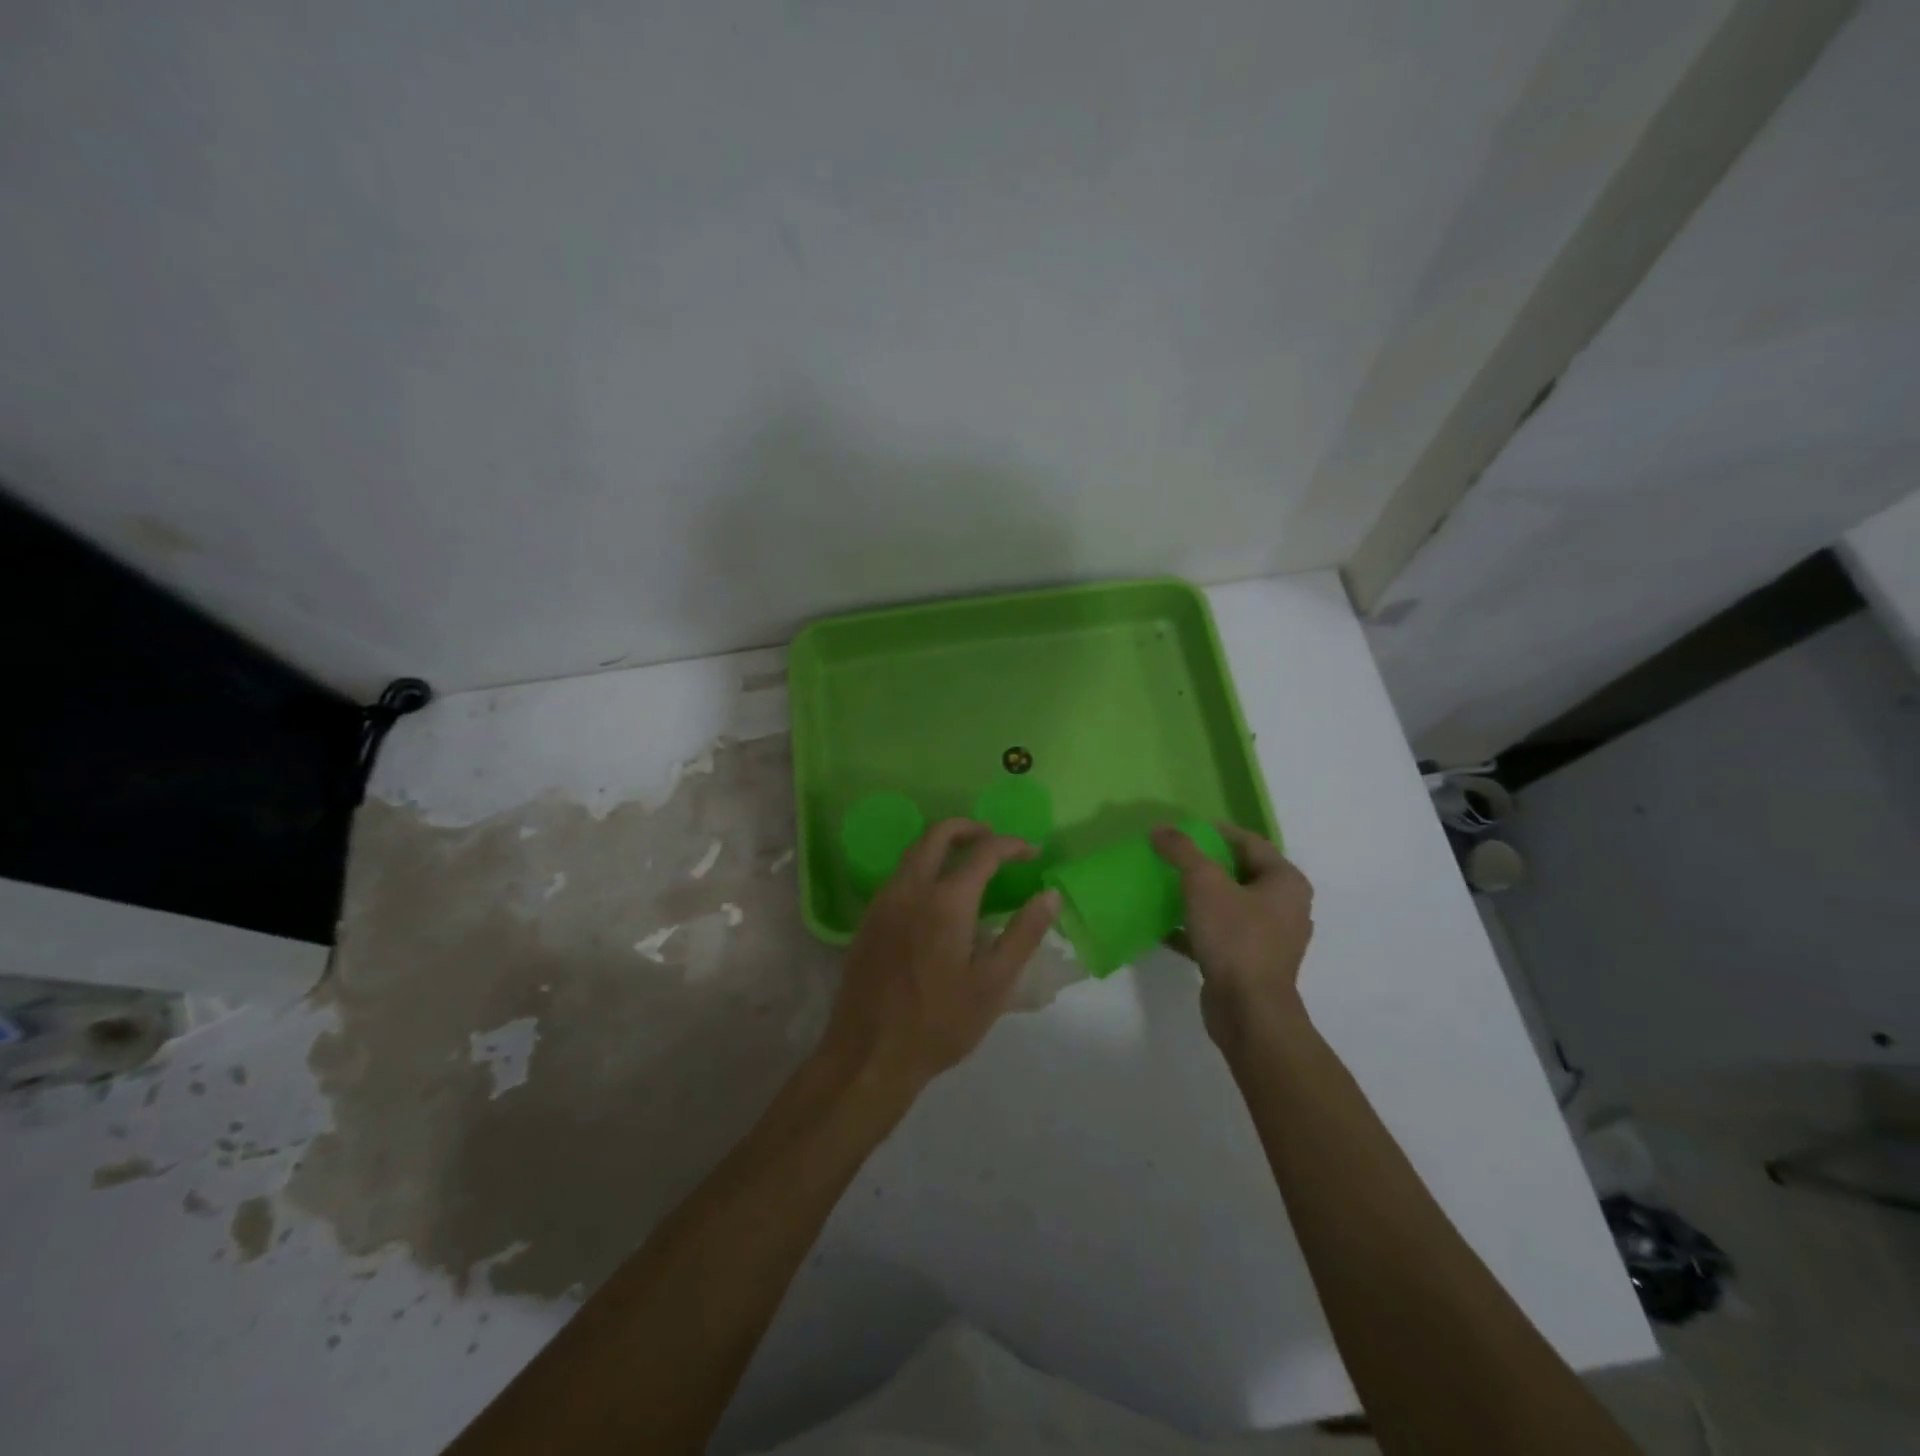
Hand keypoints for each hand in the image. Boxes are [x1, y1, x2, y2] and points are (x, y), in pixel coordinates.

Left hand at [820, 819, 1059, 1097]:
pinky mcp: (868, 919)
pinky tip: (937, 895)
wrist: (869, 1054)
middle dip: (970, 828)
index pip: (983, 852)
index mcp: (946, 901)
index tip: (1033, 852)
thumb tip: (1050, 895)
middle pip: (938, 835)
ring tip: (970, 862)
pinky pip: (899, 875)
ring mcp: (883, 902)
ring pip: (914, 851)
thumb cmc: (939, 1023)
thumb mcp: (993, 984)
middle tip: (995, 840)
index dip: (1012, 845)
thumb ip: (1023, 934)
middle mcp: (910, 889)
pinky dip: (923, 866)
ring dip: (943, 844)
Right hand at [1151, 823, 1314, 1049]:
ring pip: (1229, 905)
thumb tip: (1161, 828)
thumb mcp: (1204, 883)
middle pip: (1240, 872)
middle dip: (1205, 863)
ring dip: (1199, 896)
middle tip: (1172, 855)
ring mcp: (1269, 938)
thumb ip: (1182, 851)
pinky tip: (1165, 926)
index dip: (1216, 832)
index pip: (1250, 842)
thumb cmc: (1235, 937)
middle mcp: (1285, 907)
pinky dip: (1196, 927)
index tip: (1183, 829)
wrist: (1249, 1011)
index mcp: (1286, 882)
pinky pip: (1221, 934)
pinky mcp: (1250, 963)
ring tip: (1166, 886)